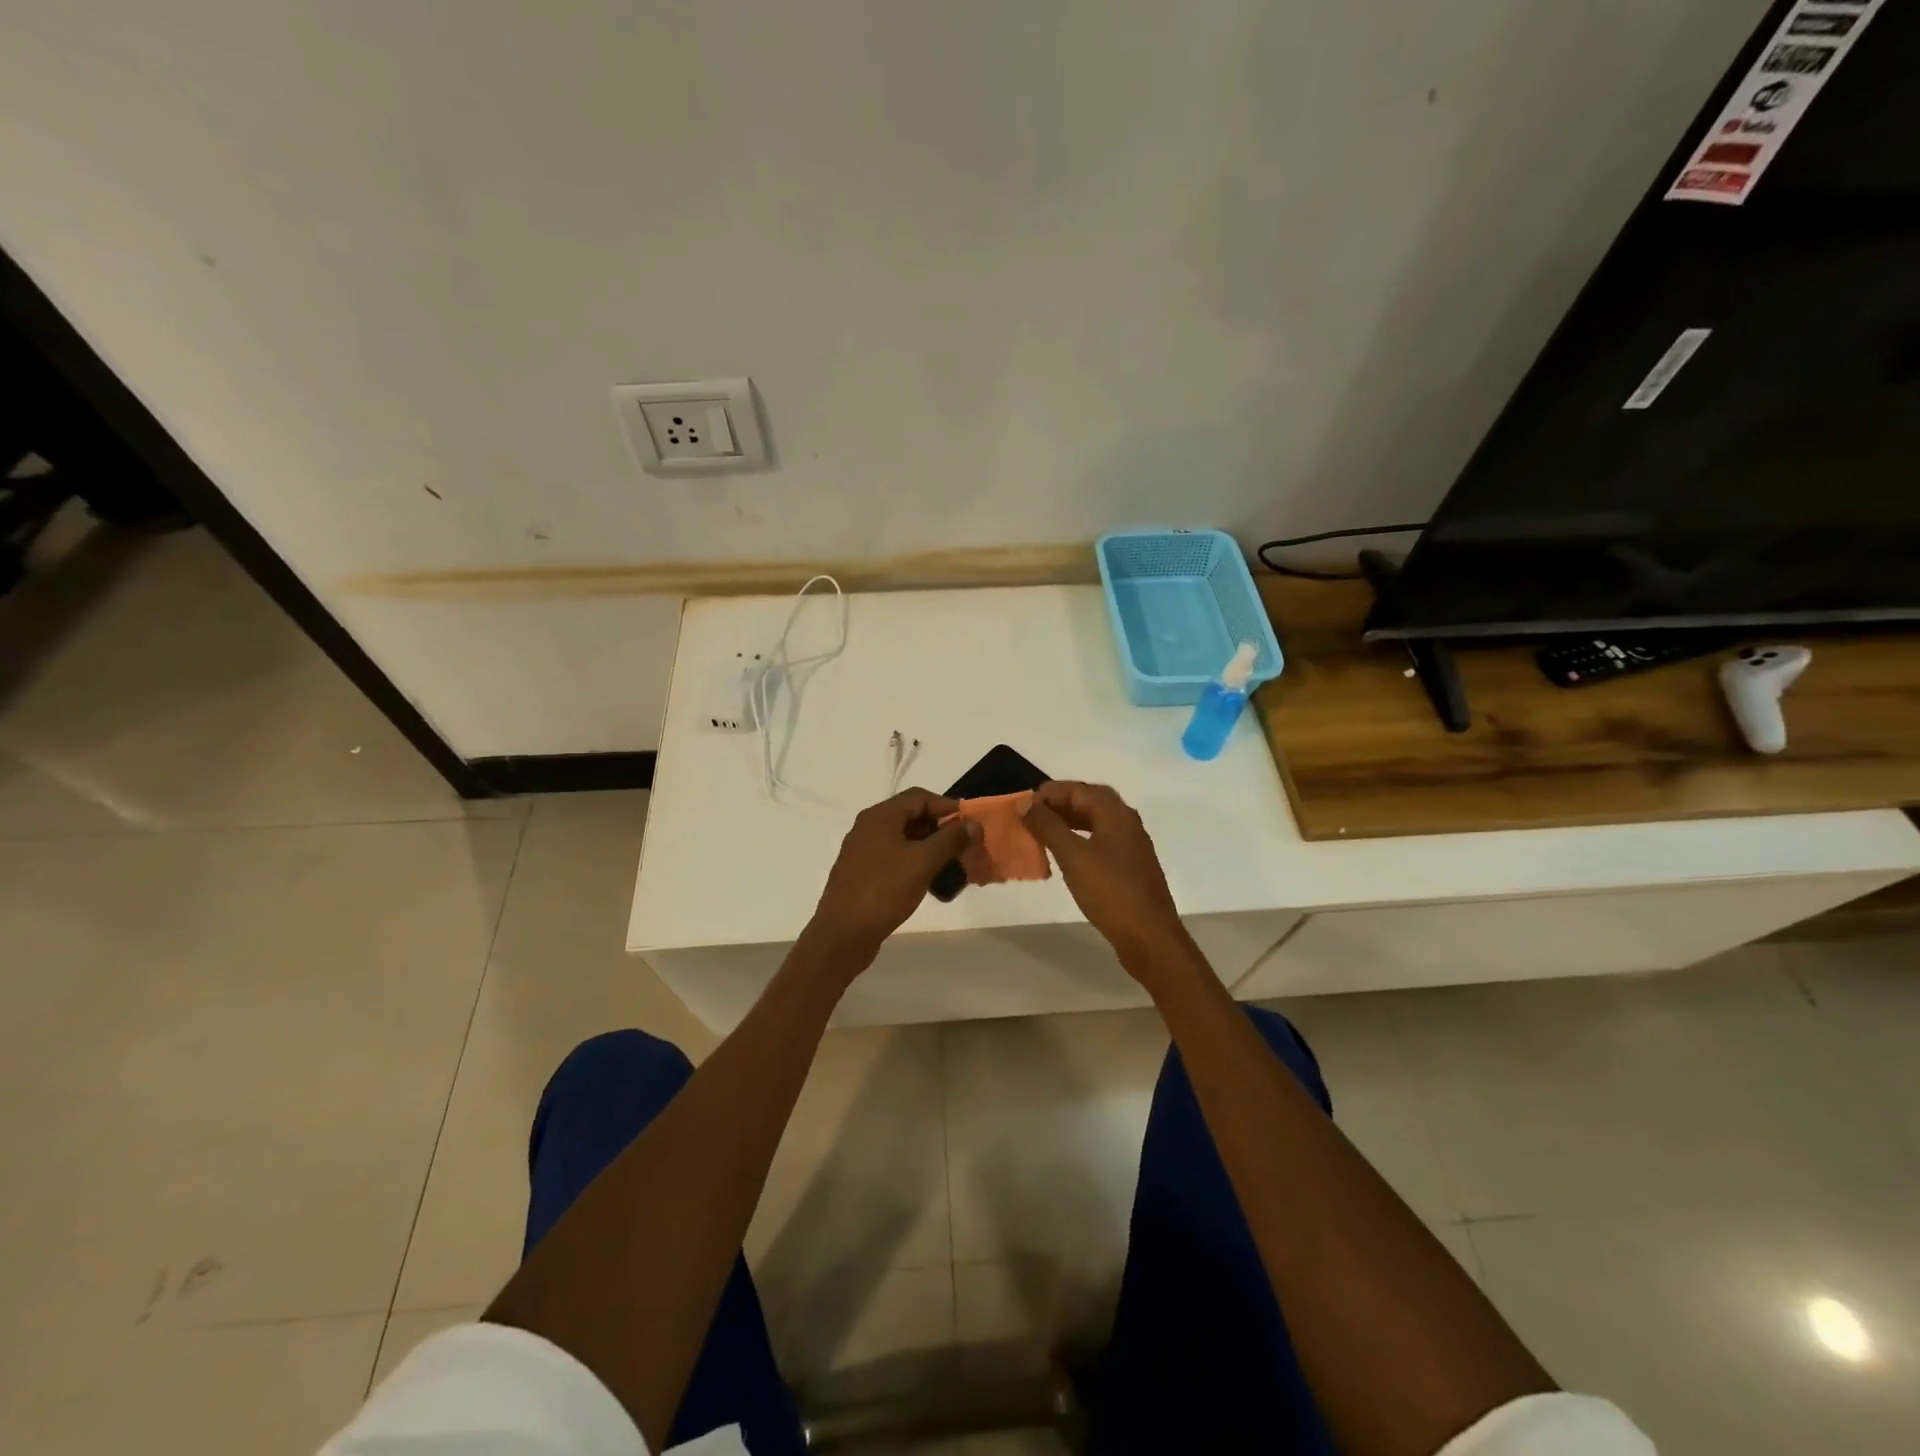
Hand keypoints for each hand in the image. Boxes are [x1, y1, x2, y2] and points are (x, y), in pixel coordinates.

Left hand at [804, 788, 974, 969]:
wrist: (842, 934)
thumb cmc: (884, 891)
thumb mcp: (923, 862)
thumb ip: (950, 839)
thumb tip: (973, 824)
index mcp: (880, 816)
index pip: (920, 797)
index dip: (948, 807)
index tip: (970, 825)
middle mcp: (868, 827)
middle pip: (911, 816)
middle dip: (940, 829)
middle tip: (963, 847)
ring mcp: (862, 851)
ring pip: (903, 839)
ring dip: (929, 848)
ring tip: (951, 866)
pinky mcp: (861, 873)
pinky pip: (893, 858)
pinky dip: (914, 863)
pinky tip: (928, 882)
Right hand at [1025, 781, 1190, 968]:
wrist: (1149, 936)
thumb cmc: (1110, 891)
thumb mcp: (1073, 856)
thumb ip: (1047, 826)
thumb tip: (1025, 804)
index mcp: (1116, 813)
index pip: (1078, 789)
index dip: (1049, 793)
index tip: (1022, 805)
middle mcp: (1127, 822)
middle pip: (1090, 801)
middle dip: (1060, 804)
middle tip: (1032, 815)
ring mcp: (1131, 845)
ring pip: (1096, 821)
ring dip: (1069, 821)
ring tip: (1042, 832)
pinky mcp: (1130, 867)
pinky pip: (1101, 840)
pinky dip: (1080, 839)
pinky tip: (1065, 855)